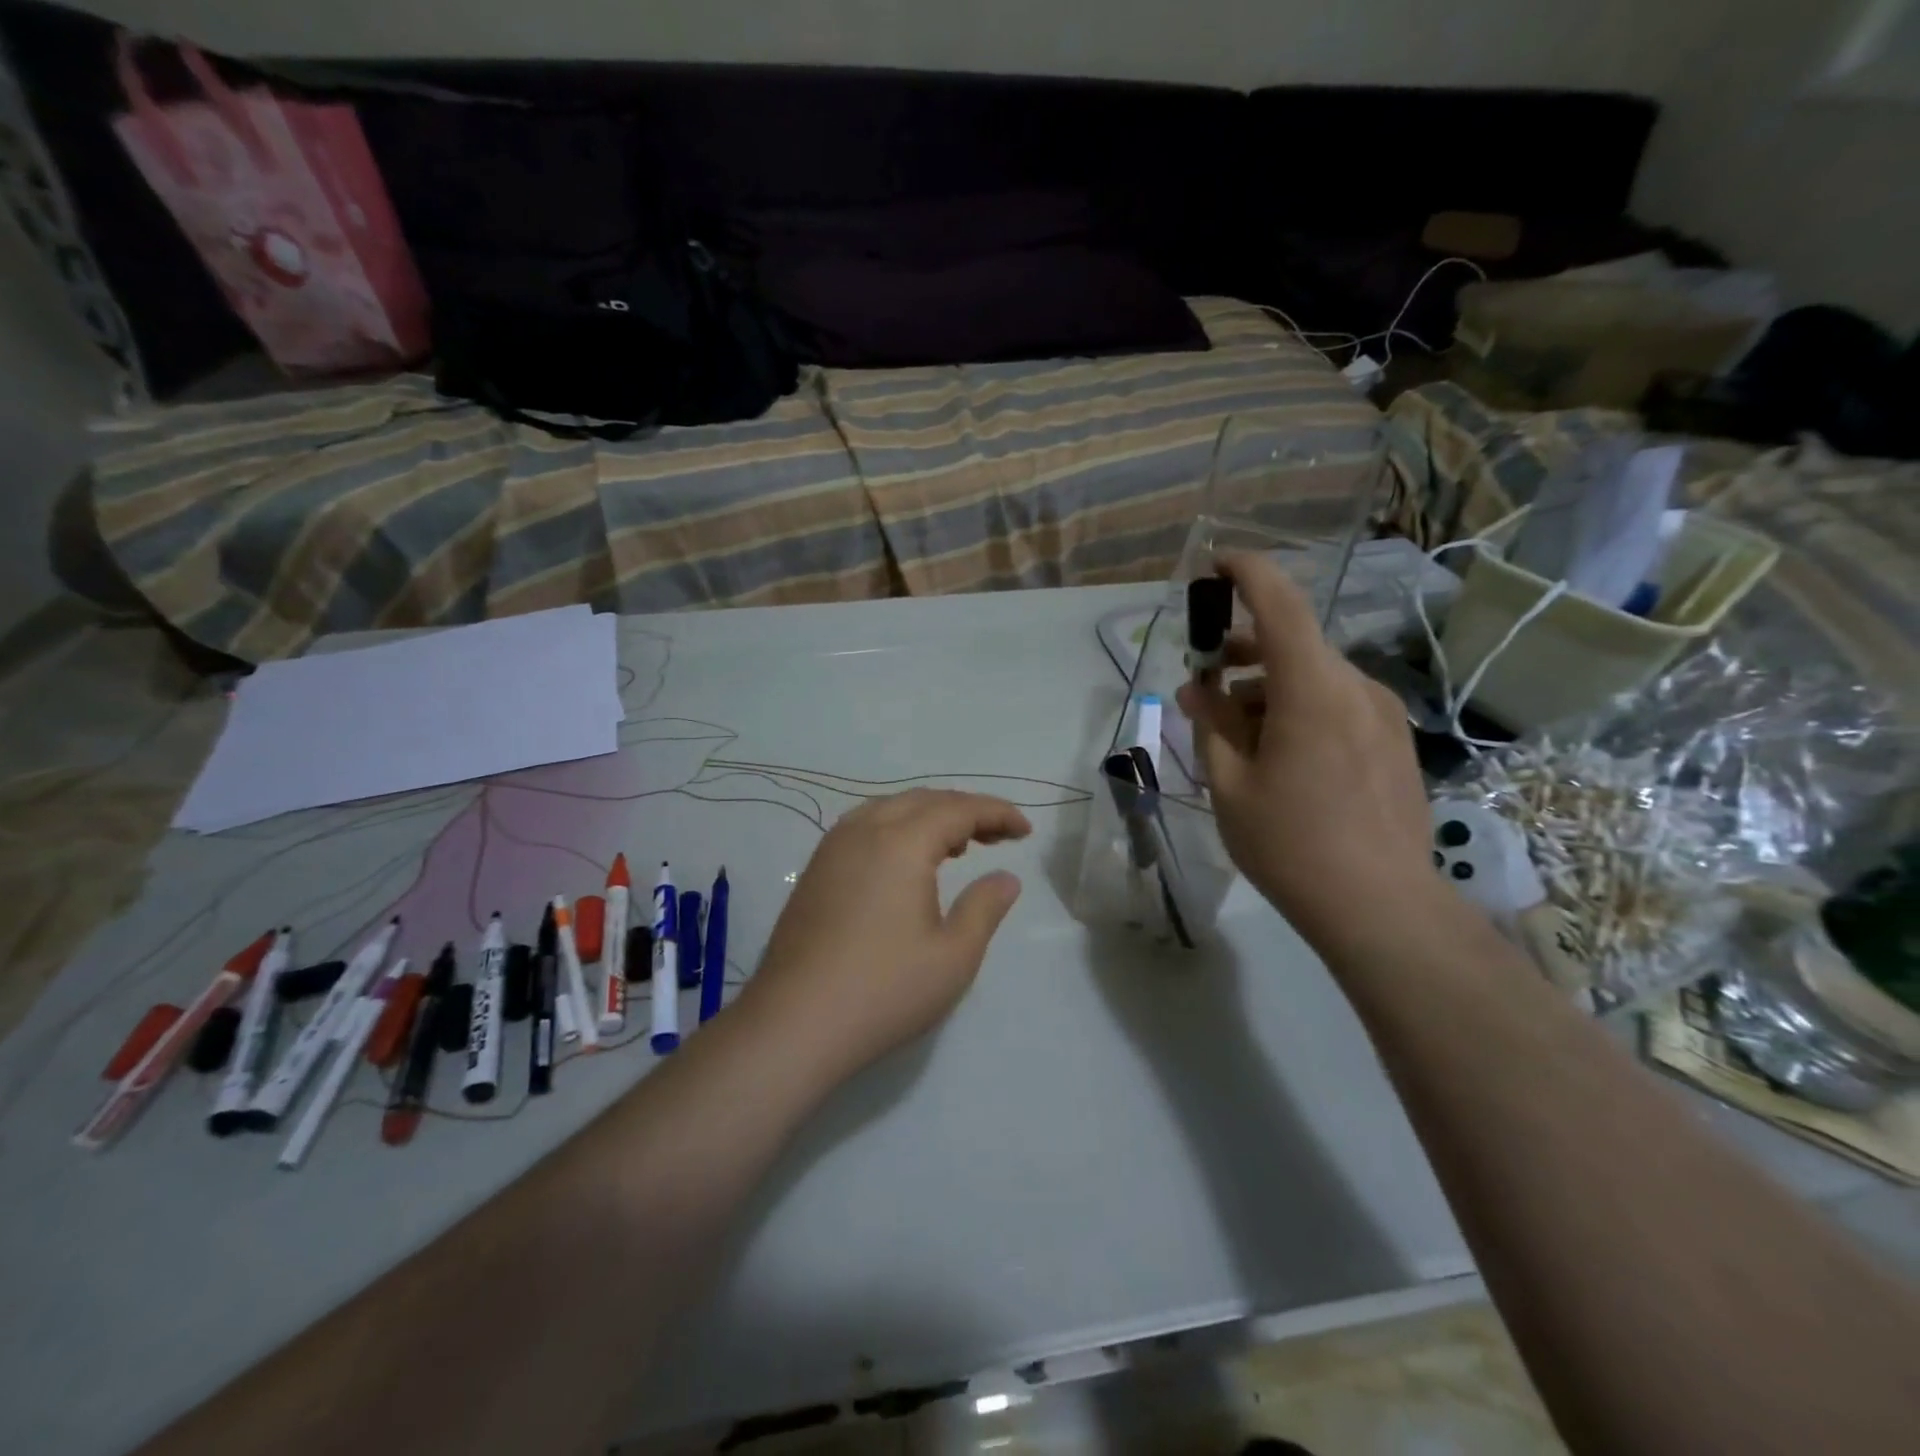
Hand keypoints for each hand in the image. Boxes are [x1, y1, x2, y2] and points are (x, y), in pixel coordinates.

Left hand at [738, 789, 1030, 1081]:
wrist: (794, 1023)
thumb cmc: (884, 990)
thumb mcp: (953, 955)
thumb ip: (984, 907)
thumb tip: (1006, 878)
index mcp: (901, 842)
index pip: (959, 809)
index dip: (996, 813)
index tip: (1025, 831)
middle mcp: (864, 830)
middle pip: (924, 800)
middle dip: (966, 810)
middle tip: (999, 836)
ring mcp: (833, 848)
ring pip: (890, 809)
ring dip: (929, 816)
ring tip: (958, 845)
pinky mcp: (815, 870)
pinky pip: (865, 827)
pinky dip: (898, 829)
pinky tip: (906, 862)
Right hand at [1175, 551, 1434, 956]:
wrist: (1380, 906)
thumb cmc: (1290, 844)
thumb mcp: (1230, 784)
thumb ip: (1212, 724)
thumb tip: (1198, 688)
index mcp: (1312, 690)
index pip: (1281, 606)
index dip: (1248, 574)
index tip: (1217, 563)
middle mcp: (1356, 689)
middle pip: (1294, 645)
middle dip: (1243, 652)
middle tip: (1204, 681)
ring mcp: (1383, 716)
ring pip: (1315, 677)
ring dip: (1269, 687)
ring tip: (1234, 730)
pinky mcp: (1394, 742)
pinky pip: (1338, 704)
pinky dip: (1299, 708)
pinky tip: (1278, 753)